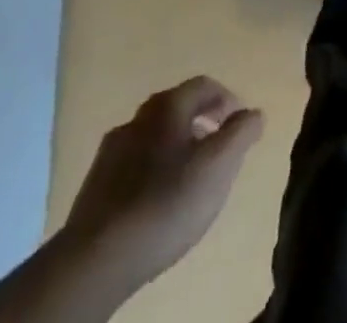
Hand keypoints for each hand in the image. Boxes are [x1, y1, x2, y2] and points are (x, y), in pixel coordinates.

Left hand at [59, 76, 264, 297]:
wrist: (95, 261)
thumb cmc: (166, 202)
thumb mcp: (219, 164)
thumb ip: (241, 132)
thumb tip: (253, 113)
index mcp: (167, 105)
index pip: (205, 85)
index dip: (227, 99)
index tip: (240, 124)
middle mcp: (137, 118)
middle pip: (176, 108)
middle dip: (200, 121)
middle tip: (217, 146)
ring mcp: (110, 153)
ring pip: (152, 137)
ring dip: (175, 147)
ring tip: (189, 176)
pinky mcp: (93, 188)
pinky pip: (133, 165)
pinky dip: (151, 171)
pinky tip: (156, 198)